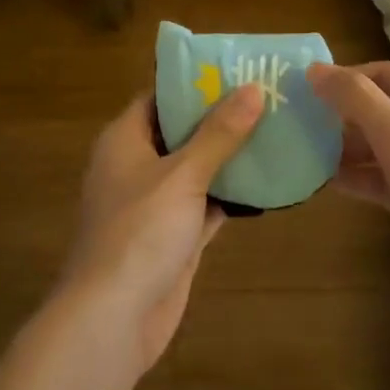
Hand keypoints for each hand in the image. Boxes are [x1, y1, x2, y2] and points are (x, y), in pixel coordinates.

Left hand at [58, 86, 263, 375]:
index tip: (235, 69)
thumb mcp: (183, 174)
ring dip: (230, 155)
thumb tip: (253, 89)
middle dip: (221, 117)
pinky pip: (206, 203)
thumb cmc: (139, 232)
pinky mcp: (174, 236)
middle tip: (266, 95)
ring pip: (197, 168)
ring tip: (276, 129)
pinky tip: (269, 180)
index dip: (194, 82)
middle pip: (182, 131)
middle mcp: (137, 166)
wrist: (113, 319)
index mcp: (125, 140)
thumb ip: (219, 133)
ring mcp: (156, 204)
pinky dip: (232, 193)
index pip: (160, 96)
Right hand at [307, 63, 389, 314]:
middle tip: (300, 125)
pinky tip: (329, 183)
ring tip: (307, 154)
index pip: (382, 73)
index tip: (303, 93)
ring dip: (349, 148)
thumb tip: (314, 69)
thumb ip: (356, 99)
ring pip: (385, 143)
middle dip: (343, 116)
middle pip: (382, 106)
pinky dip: (364, 176)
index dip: (343, 80)